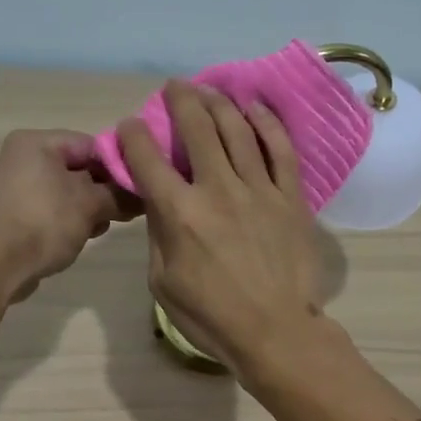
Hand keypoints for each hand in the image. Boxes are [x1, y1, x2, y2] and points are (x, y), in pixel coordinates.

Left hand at [0, 130, 132, 301]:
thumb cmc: (44, 223)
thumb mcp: (90, 206)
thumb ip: (119, 196)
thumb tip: (143, 196)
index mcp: (34, 143)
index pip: (89, 145)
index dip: (117, 166)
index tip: (136, 189)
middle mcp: (17, 157)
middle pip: (74, 168)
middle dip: (101, 191)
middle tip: (123, 212)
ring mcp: (8, 187)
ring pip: (61, 191)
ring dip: (85, 208)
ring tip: (100, 228)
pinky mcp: (5, 214)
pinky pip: (44, 208)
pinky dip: (63, 219)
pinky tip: (78, 237)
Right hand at [117, 81, 322, 379]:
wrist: (275, 332)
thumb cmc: (211, 316)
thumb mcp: (163, 283)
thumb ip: (157, 234)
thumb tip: (158, 200)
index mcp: (179, 213)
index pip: (146, 158)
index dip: (132, 135)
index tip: (130, 126)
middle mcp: (217, 189)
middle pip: (196, 128)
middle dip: (180, 100)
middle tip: (174, 88)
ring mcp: (258, 189)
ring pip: (237, 129)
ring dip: (219, 102)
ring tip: (209, 90)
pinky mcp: (290, 197)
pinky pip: (280, 149)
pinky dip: (266, 123)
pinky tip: (255, 108)